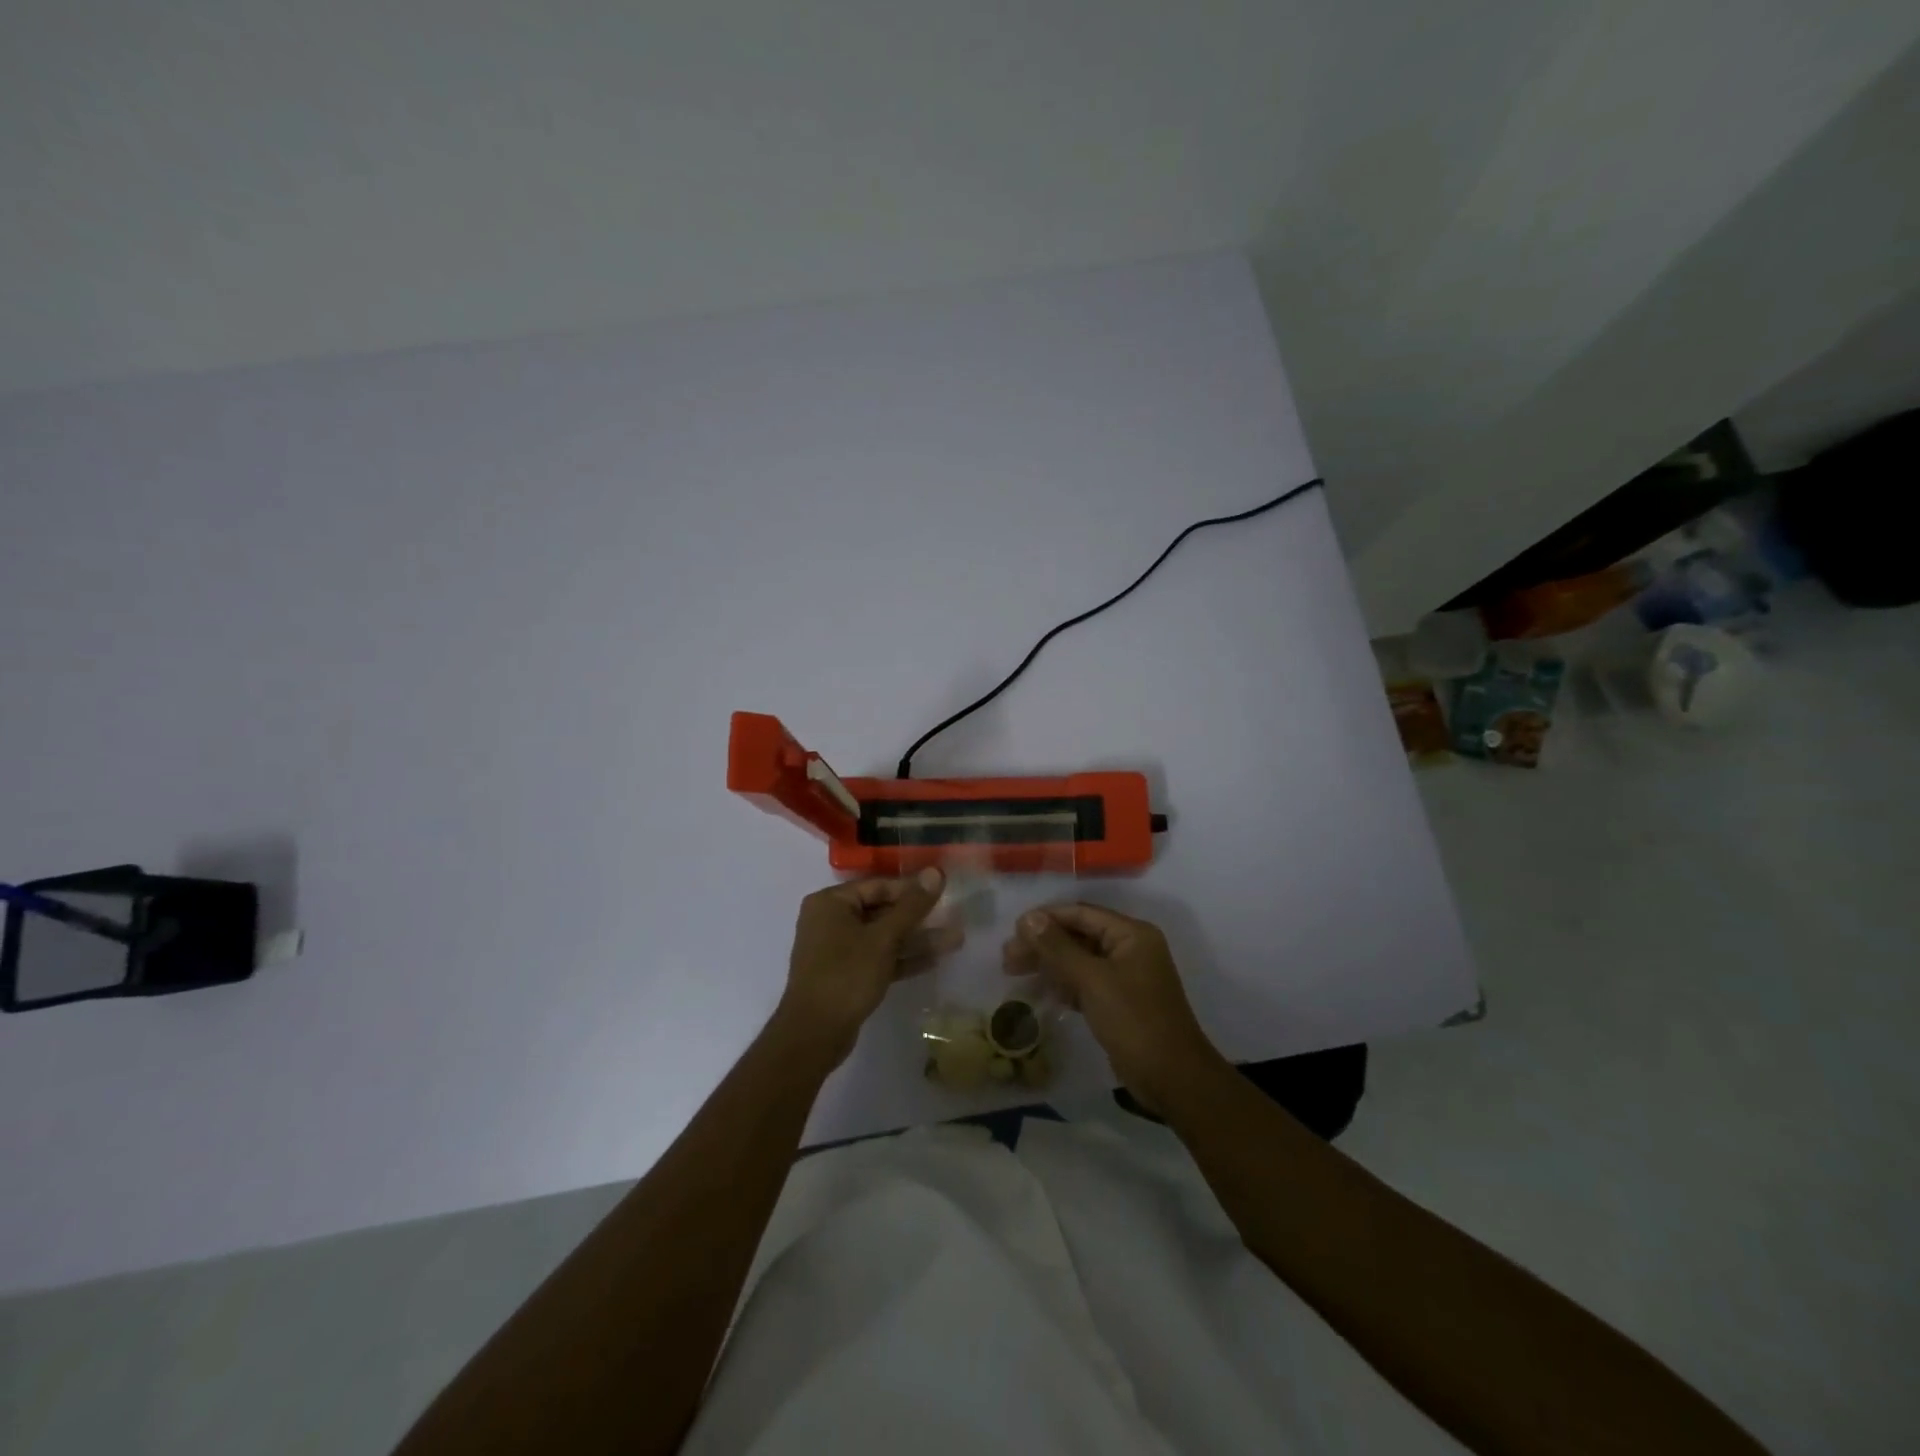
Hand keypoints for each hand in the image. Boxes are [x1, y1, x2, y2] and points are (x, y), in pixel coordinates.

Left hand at [774, 868, 955, 1065]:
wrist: (814, 1035)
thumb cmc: (846, 976)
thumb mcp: (883, 938)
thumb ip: (911, 906)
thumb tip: (935, 872)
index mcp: (831, 903)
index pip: (878, 886)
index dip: (912, 889)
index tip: (943, 892)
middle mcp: (830, 920)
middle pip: (881, 911)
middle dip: (918, 917)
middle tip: (953, 916)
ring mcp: (837, 949)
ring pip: (882, 937)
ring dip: (916, 939)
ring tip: (955, 940)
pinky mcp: (846, 974)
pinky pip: (878, 957)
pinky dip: (902, 958)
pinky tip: (935, 960)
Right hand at [1006, 903, 1225, 1111]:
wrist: (1172, 1078)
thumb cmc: (1134, 1021)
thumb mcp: (1093, 980)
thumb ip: (1058, 947)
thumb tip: (1028, 918)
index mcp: (1131, 934)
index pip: (1081, 914)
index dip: (1046, 918)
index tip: (1013, 930)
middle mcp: (1130, 948)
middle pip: (1078, 935)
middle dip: (1043, 943)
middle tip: (1007, 957)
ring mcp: (1126, 976)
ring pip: (1079, 960)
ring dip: (1049, 964)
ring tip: (1013, 971)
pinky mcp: (1119, 1001)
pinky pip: (1085, 982)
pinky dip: (1064, 984)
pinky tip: (1041, 992)